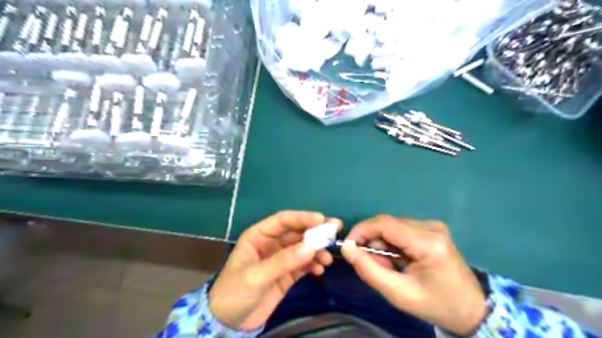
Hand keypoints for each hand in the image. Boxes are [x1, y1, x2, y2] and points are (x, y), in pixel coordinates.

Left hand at [208, 211, 340, 331]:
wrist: (229, 323)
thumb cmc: (234, 292)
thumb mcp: (255, 276)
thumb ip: (283, 261)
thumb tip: (311, 247)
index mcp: (259, 235)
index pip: (283, 220)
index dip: (302, 218)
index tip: (321, 219)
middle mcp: (272, 243)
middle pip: (297, 232)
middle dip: (315, 232)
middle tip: (335, 231)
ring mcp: (281, 258)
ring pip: (303, 248)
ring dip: (316, 250)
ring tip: (327, 259)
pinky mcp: (288, 274)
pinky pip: (304, 264)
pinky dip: (313, 264)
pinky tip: (320, 269)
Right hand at [341, 216, 485, 334]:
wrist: (471, 309)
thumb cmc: (436, 304)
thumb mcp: (399, 294)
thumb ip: (369, 270)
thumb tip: (347, 249)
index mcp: (428, 243)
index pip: (385, 224)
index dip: (361, 231)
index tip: (348, 247)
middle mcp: (431, 227)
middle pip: (387, 224)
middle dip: (372, 242)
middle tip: (373, 266)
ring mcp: (433, 226)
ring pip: (392, 226)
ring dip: (382, 244)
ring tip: (390, 267)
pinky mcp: (431, 229)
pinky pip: (400, 230)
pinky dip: (392, 244)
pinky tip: (399, 260)